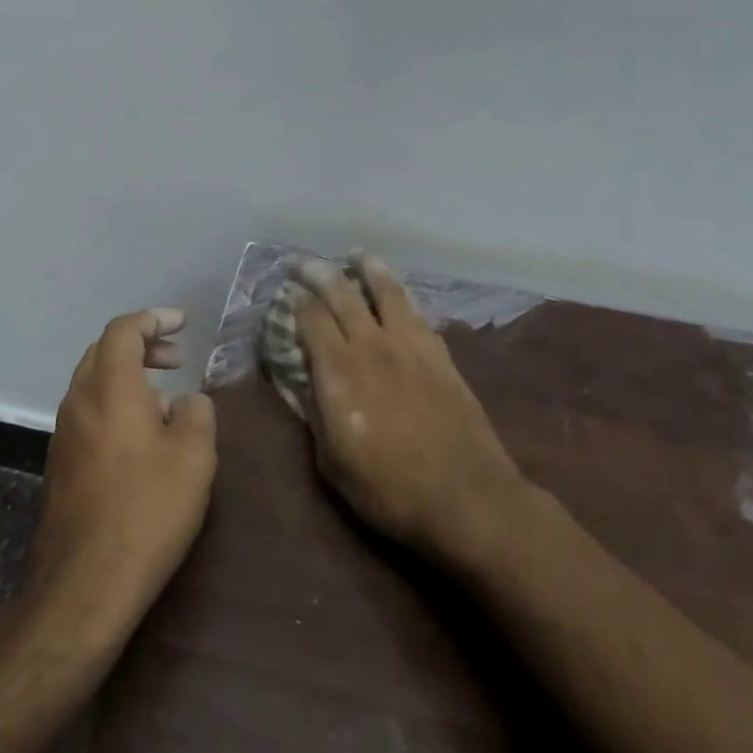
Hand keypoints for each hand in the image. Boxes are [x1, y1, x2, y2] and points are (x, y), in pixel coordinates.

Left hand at [23, 309, 217, 650]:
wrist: (83, 584)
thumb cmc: (146, 510)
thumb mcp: (194, 456)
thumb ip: (198, 414)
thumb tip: (188, 402)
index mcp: (110, 386)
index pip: (124, 330)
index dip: (154, 319)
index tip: (183, 323)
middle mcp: (79, 400)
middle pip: (104, 351)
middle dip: (142, 345)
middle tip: (176, 357)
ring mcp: (64, 434)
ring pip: (94, 383)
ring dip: (129, 377)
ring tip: (167, 400)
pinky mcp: (60, 465)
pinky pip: (89, 413)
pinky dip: (116, 405)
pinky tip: (143, 439)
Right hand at [290, 256, 527, 566]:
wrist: (467, 496)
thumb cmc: (390, 489)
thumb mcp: (333, 463)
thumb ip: (313, 414)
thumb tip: (295, 380)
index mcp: (340, 371)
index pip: (311, 320)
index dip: (295, 302)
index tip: (286, 292)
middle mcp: (373, 345)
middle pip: (342, 294)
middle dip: (319, 272)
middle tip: (303, 261)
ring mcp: (411, 345)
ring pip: (386, 292)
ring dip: (368, 268)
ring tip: (357, 256)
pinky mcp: (440, 353)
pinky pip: (417, 312)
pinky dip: (402, 296)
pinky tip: (399, 295)